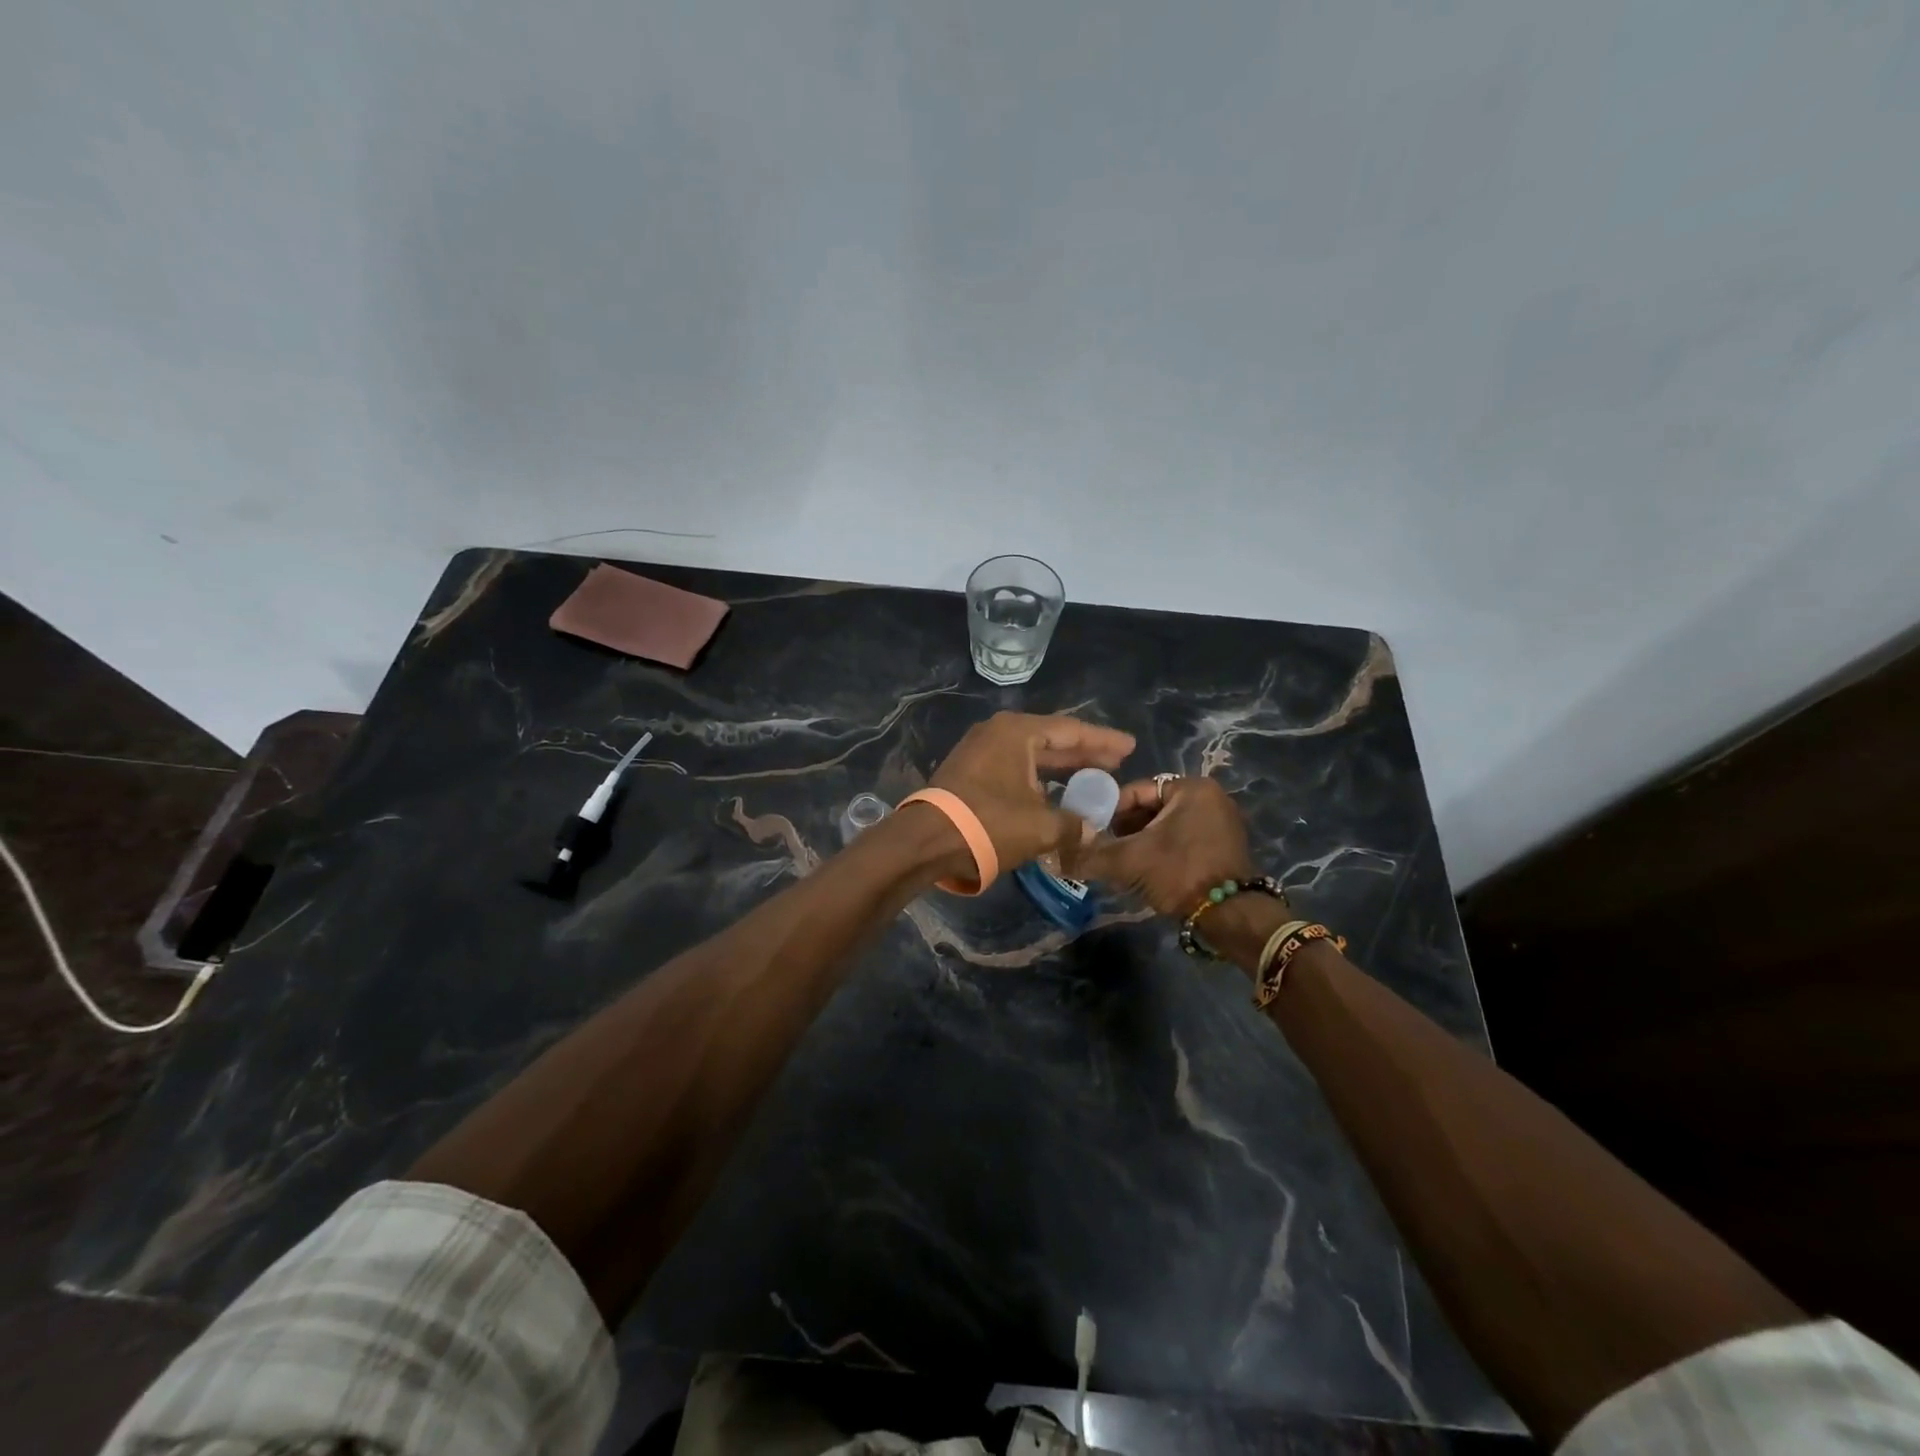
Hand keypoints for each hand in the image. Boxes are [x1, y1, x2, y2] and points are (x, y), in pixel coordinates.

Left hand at [926, 712, 1135, 874]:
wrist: (926, 841)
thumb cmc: (989, 824)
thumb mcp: (1041, 827)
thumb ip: (1073, 824)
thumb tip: (1090, 830)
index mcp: (1018, 732)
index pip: (1071, 730)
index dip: (1104, 741)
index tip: (1130, 747)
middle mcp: (998, 733)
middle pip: (1052, 739)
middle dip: (1084, 752)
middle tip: (1116, 762)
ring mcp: (979, 751)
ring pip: (1032, 755)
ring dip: (1061, 767)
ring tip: (1092, 776)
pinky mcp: (969, 772)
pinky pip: (1014, 768)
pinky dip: (1038, 778)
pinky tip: (1054, 793)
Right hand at [1071, 775, 1258, 916]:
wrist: (1230, 917)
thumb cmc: (1180, 873)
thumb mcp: (1129, 861)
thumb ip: (1090, 855)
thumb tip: (1054, 856)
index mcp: (1191, 787)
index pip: (1135, 790)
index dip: (1108, 811)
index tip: (1092, 833)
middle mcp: (1210, 797)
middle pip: (1150, 808)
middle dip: (1124, 829)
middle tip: (1105, 850)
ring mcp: (1221, 823)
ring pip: (1164, 826)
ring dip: (1140, 843)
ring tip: (1120, 864)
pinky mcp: (1224, 847)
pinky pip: (1182, 840)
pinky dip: (1161, 852)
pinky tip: (1145, 873)